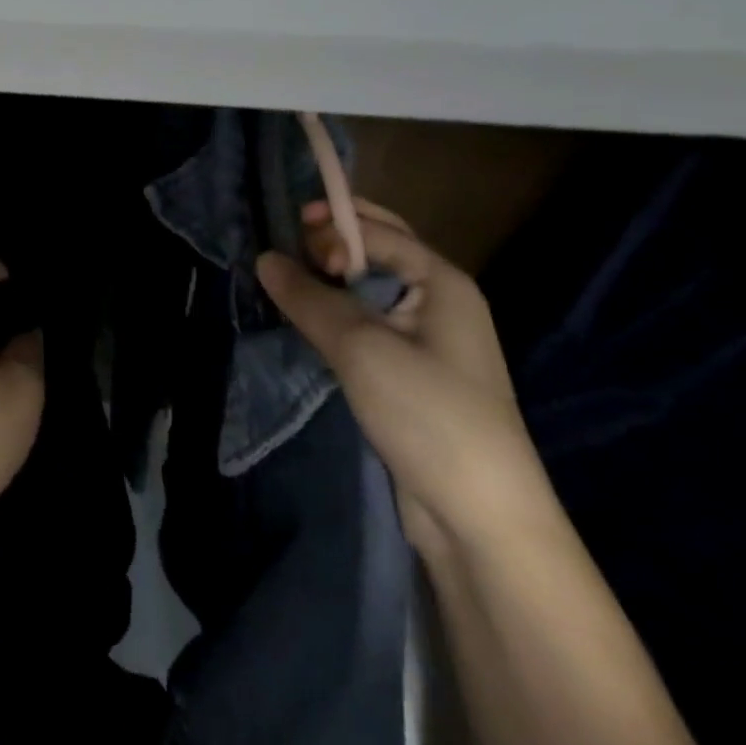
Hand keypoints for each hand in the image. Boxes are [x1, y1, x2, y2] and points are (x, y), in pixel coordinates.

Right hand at [257, 204, 546, 559]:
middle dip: (332, 241)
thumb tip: (265, 258)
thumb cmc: (428, 414)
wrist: (480, 519)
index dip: (333, 226)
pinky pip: (367, 322)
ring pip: (369, 289)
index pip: (379, 231)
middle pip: (380, 251)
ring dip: (330, 279)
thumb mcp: (360, 347)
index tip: (289, 237)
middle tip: (287, 250)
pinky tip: (308, 319)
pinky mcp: (411, 372)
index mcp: (443, 282)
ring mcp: (428, 339)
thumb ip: (309, 297)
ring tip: (288, 281)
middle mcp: (439, 301)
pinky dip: (336, 311)